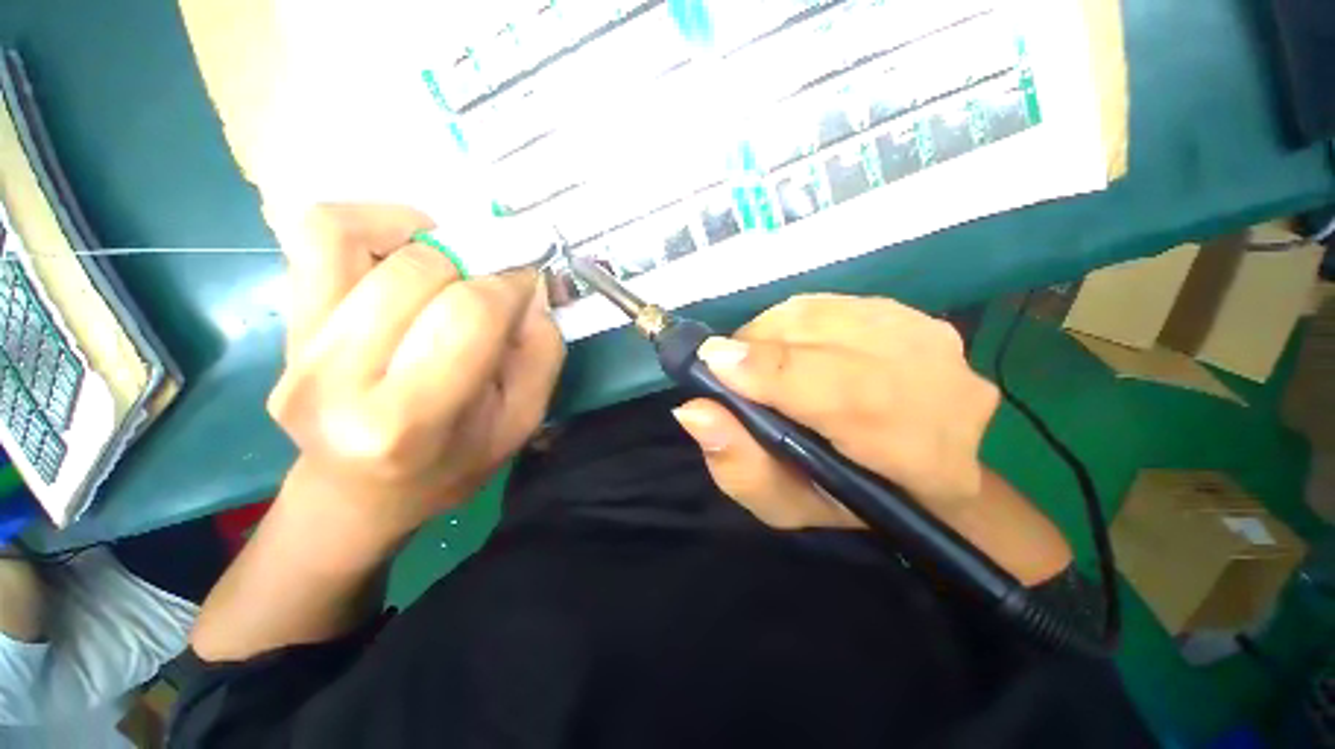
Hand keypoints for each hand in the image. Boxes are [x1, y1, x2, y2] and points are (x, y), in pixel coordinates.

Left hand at [267, 204, 564, 549]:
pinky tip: (405, 251)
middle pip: (418, 271)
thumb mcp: (521, 421)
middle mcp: (339, 378)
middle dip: (475, 262)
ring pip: (354, 237)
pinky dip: (370, 223)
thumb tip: (529, 286)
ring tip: (450, 263)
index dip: (509, 285)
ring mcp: (298, 347)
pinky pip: (316, 235)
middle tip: (494, 278)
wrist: (361, 492)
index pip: (469, 314)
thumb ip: (541, 352)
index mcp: (409, 420)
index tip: (526, 285)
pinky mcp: (285, 324)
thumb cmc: (453, 464)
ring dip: (423, 236)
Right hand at [671, 293, 995, 527]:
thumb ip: (741, 468)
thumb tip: (694, 410)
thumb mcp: (785, 504)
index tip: (712, 361)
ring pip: (824, 313)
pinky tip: (786, 347)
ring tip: (756, 360)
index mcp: (919, 456)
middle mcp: (942, 387)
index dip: (773, 372)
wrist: (916, 471)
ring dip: (771, 332)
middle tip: (726, 366)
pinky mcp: (913, 314)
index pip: (848, 395)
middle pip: (829, 340)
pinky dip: (792, 321)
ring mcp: (932, 340)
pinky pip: (830, 302)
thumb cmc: (845, 499)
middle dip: (759, 347)